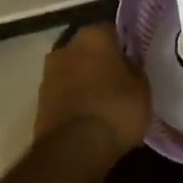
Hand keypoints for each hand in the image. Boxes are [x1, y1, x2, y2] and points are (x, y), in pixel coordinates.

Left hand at [34, 24, 149, 163]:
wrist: (72, 151)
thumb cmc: (115, 110)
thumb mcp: (142, 88)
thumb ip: (135, 69)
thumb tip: (128, 64)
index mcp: (94, 35)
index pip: (114, 31)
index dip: (126, 47)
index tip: (136, 62)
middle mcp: (66, 47)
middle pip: (90, 50)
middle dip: (103, 63)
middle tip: (121, 82)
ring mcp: (48, 75)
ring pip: (75, 72)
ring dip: (87, 82)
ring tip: (106, 103)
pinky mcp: (39, 102)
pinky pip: (65, 95)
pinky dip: (75, 101)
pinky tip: (91, 118)